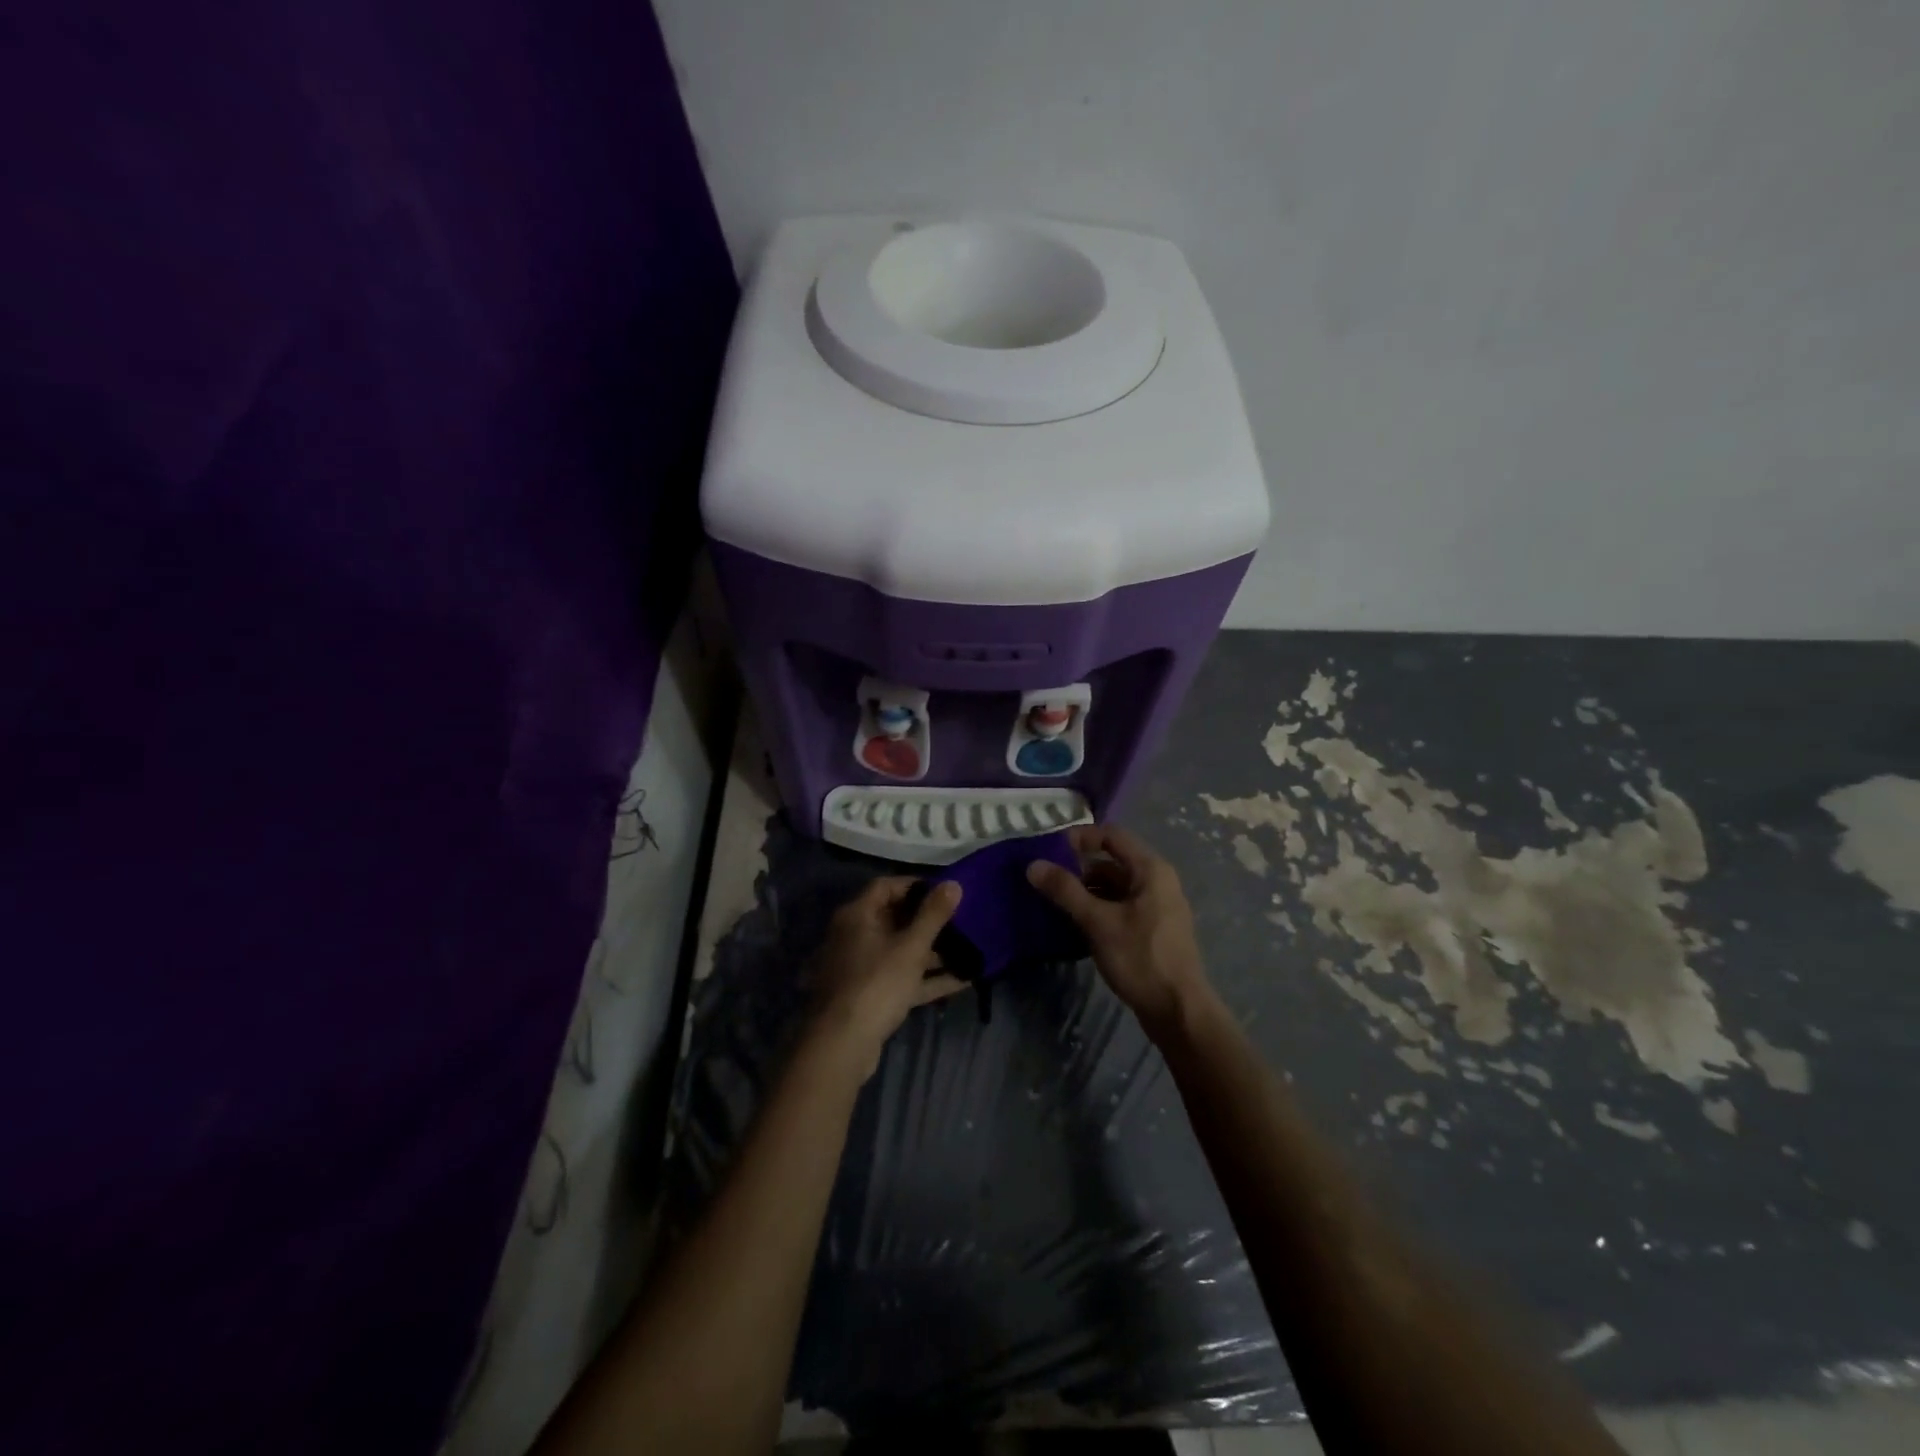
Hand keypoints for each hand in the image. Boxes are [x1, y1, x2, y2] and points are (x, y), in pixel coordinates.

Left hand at [809, 877, 967, 1075]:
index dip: (916, 885)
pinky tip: (961, 981)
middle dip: (928, 922)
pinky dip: (925, 978)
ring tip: (967, 952)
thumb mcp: (911, 947)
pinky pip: (900, 978)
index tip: (945, 892)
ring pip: (899, 951)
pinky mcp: (868, 995)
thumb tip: (953, 883)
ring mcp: (860, 968)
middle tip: (960, 922)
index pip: (886, 886)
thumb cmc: (876, 983)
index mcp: (857, 916)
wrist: (842, 1044)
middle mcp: (854, 936)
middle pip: (894, 919)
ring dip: (931, 952)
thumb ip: (933, 915)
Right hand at [1027, 825, 1211, 1038]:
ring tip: (1056, 901)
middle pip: (1113, 861)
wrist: (1178, 1011)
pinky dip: (1099, 907)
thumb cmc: (1140, 958)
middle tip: (1047, 878)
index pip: (1112, 835)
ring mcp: (1157, 906)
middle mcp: (1158, 880)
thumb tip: (1033, 865)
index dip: (1081, 837)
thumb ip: (1065, 891)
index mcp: (1151, 870)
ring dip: (1087, 890)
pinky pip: (1121, 906)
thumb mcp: (1098, 921)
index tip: (1051, 849)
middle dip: (1079, 867)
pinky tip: (1076, 922)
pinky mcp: (1153, 928)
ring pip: (1116, 886)